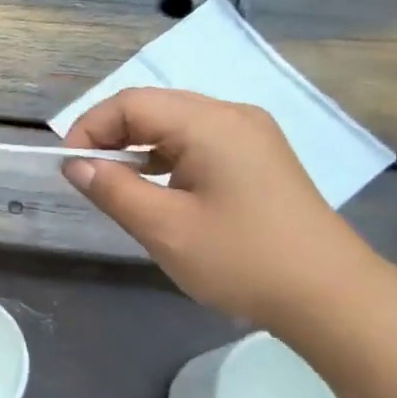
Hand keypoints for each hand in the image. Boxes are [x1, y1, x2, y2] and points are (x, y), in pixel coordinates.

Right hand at [62, 89, 374, 328]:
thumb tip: (76, 165)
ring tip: (114, 188)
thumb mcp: (165, 229)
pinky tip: (156, 192)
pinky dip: (166, 160)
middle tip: (86, 179)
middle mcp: (232, 116)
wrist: (328, 294)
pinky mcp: (258, 160)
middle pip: (154, 108)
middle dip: (111, 137)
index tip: (68, 169)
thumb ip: (114, 190)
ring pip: (176, 126)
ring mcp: (250, 137)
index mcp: (210, 123)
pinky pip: (198, 145)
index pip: (132, 103)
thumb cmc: (240, 259)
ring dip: (138, 149)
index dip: (90, 128)